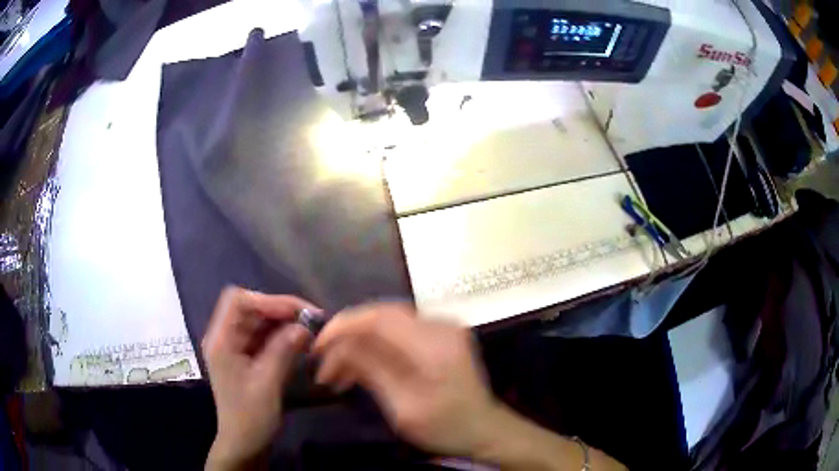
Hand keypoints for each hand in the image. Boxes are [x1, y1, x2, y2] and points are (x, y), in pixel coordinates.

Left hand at [203, 287, 313, 468]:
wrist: (245, 444)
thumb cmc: (251, 417)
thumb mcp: (267, 384)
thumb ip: (283, 351)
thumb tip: (304, 326)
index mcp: (221, 340)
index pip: (239, 301)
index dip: (268, 300)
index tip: (299, 312)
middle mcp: (226, 337)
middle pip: (251, 309)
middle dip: (281, 311)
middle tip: (312, 321)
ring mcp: (236, 347)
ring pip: (260, 322)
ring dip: (284, 323)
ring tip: (310, 331)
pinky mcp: (247, 357)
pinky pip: (265, 337)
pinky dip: (283, 336)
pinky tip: (300, 343)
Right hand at [312, 303, 501, 456]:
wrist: (484, 429)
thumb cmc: (446, 426)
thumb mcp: (403, 407)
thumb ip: (371, 371)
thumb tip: (338, 347)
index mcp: (434, 344)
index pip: (378, 317)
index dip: (343, 326)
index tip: (318, 346)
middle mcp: (440, 325)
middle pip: (380, 316)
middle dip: (347, 337)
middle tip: (324, 363)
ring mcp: (442, 328)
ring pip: (386, 323)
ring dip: (358, 344)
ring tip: (336, 373)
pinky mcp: (439, 336)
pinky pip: (398, 333)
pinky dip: (375, 347)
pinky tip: (360, 368)